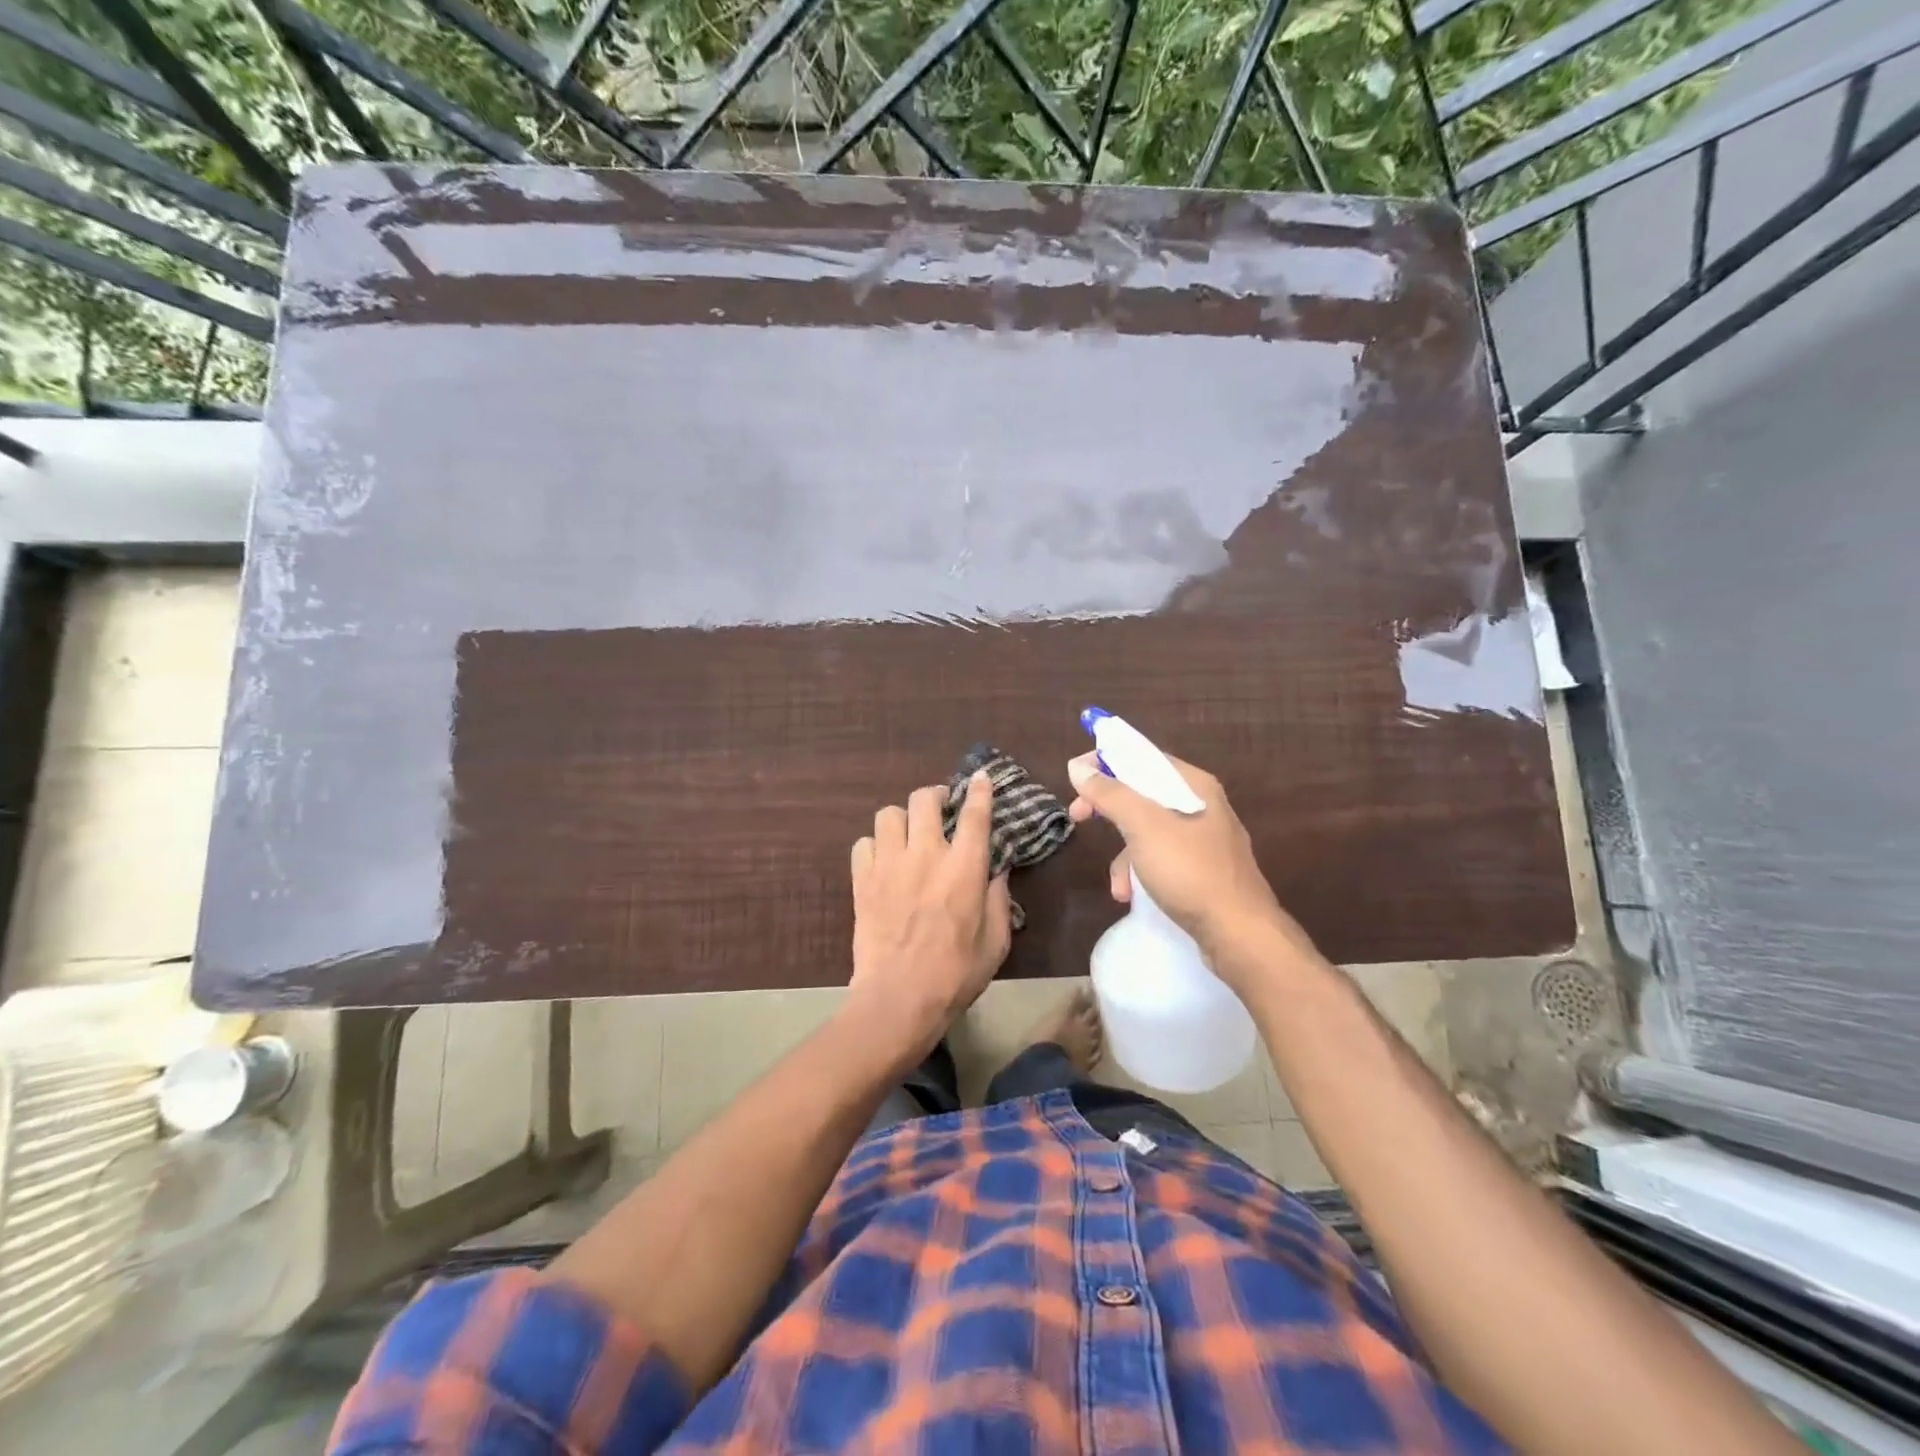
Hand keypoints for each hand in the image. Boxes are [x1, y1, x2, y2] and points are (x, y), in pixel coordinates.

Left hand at [846, 771, 1011, 1065]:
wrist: (898, 999)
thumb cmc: (956, 974)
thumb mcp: (996, 941)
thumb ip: (999, 899)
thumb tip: (997, 870)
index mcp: (964, 868)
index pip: (974, 815)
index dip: (979, 791)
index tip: (980, 778)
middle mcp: (925, 855)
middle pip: (924, 799)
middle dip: (935, 796)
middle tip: (941, 808)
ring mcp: (889, 865)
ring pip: (889, 814)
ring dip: (902, 820)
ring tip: (908, 835)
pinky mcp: (862, 881)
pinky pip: (862, 843)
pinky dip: (873, 846)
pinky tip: (882, 861)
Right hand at [1066, 751, 1314, 984]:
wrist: (1240, 934)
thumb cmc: (1190, 871)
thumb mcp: (1143, 827)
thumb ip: (1110, 793)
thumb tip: (1079, 766)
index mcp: (1194, 785)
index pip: (1143, 756)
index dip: (1106, 761)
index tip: (1076, 777)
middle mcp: (1202, 806)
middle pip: (1143, 794)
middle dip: (1108, 809)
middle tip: (1078, 817)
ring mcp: (1204, 841)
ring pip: (1148, 831)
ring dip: (1124, 854)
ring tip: (1118, 884)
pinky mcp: (1202, 872)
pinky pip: (1161, 860)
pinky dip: (1142, 874)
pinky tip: (1132, 897)